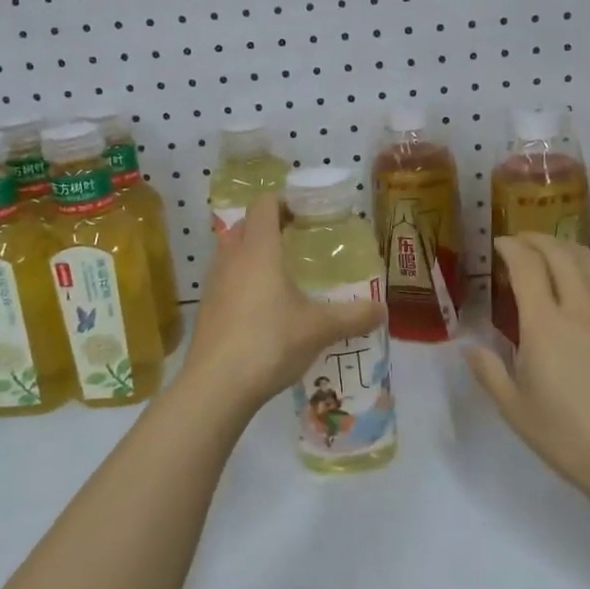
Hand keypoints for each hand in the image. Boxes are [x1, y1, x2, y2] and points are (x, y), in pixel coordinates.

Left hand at [180, 195, 383, 423]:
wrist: (216, 387)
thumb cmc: (270, 343)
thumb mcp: (320, 329)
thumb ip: (354, 316)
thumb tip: (382, 310)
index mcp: (259, 250)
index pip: (264, 204)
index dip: (285, 201)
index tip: (308, 213)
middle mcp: (231, 259)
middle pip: (246, 226)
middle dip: (271, 227)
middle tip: (299, 242)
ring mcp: (214, 285)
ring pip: (232, 254)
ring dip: (254, 255)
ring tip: (284, 275)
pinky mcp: (207, 310)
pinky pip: (227, 281)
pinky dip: (244, 283)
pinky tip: (265, 310)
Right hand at [466, 235, 589, 513]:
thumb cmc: (571, 437)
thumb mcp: (516, 410)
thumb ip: (490, 372)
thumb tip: (470, 349)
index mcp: (546, 325)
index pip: (527, 266)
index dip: (512, 247)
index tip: (500, 244)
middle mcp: (582, 307)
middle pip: (561, 253)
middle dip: (538, 239)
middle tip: (522, 242)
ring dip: (567, 248)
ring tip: (552, 253)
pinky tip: (588, 283)